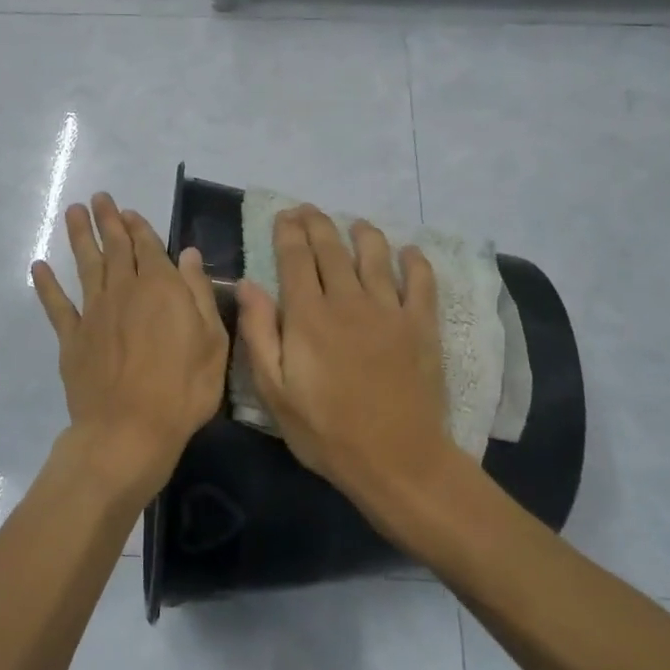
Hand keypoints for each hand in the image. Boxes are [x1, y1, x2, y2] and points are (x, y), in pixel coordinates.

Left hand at [31, 193, 228, 503]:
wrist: (129, 430)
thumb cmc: (183, 389)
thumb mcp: (212, 341)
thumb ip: (199, 293)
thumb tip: (188, 254)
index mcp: (161, 288)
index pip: (149, 247)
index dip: (138, 227)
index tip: (128, 211)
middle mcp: (124, 290)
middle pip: (114, 248)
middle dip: (107, 221)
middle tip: (98, 198)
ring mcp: (94, 313)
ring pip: (85, 265)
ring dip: (78, 237)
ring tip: (72, 212)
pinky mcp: (72, 339)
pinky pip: (57, 306)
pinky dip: (47, 285)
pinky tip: (39, 267)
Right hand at [235, 206, 462, 519]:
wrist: (397, 460)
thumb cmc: (326, 431)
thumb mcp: (275, 392)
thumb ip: (259, 333)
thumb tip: (248, 284)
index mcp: (309, 316)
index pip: (296, 258)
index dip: (288, 232)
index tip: (284, 215)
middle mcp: (348, 301)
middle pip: (332, 248)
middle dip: (318, 223)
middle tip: (309, 209)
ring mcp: (389, 310)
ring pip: (376, 255)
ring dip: (363, 233)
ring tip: (356, 223)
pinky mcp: (421, 325)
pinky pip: (421, 281)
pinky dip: (415, 261)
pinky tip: (409, 252)